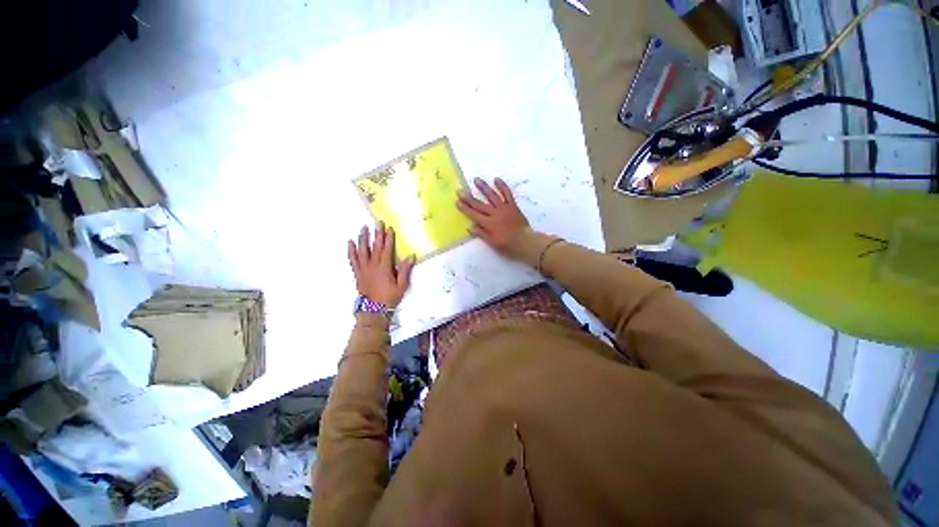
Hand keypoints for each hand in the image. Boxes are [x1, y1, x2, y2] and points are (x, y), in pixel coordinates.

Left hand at [347, 222, 415, 307]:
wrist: (373, 309)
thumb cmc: (389, 297)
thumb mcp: (402, 285)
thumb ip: (405, 270)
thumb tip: (411, 256)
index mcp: (384, 268)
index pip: (387, 250)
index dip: (389, 239)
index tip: (389, 228)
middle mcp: (373, 266)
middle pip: (375, 247)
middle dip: (377, 234)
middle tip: (377, 222)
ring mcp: (363, 269)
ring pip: (362, 251)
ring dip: (363, 239)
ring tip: (363, 228)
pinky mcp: (357, 273)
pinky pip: (353, 260)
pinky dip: (351, 251)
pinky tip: (350, 242)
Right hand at [457, 177, 529, 254]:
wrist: (525, 241)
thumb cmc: (507, 245)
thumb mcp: (492, 242)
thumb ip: (481, 233)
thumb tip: (470, 226)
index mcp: (488, 223)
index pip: (474, 214)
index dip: (465, 208)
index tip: (457, 201)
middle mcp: (494, 213)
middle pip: (479, 204)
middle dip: (469, 198)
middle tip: (460, 190)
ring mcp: (504, 208)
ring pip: (492, 196)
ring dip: (483, 187)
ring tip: (476, 179)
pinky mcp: (512, 206)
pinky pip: (507, 194)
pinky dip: (502, 186)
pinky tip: (496, 179)